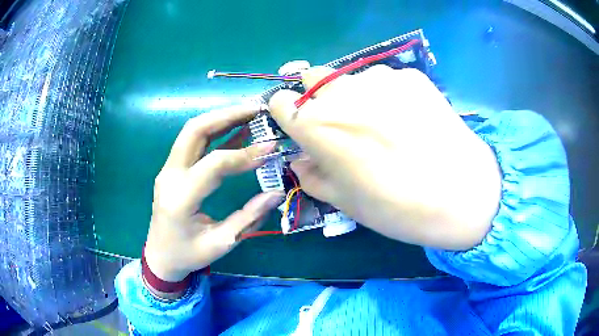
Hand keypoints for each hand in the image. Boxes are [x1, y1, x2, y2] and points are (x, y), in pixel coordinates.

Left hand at [144, 103, 283, 294]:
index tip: (272, 147)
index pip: (214, 165)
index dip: (245, 154)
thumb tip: (276, 193)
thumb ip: (248, 217)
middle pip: (195, 131)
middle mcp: (170, 176)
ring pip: (192, 131)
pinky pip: (193, 143)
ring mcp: (168, 170)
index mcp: (180, 198)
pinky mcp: (172, 169)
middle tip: (257, 109)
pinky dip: (215, 131)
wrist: (160, 256)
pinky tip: (236, 129)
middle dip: (227, 115)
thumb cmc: (188, 255)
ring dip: (221, 118)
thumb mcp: (221, 243)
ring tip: (249, 112)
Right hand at [269, 66, 500, 249]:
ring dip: (355, 95)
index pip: (280, 101)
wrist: (461, 194)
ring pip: (351, 78)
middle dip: (316, 97)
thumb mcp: (344, 201)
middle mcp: (341, 91)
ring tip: (385, 124)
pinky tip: (410, 119)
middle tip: (341, 122)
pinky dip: (388, 95)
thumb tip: (302, 161)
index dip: (288, 115)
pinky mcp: (410, 76)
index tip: (301, 127)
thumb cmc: (396, 207)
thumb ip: (312, 176)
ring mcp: (379, 78)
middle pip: (311, 78)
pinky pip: (386, 80)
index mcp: (316, 125)